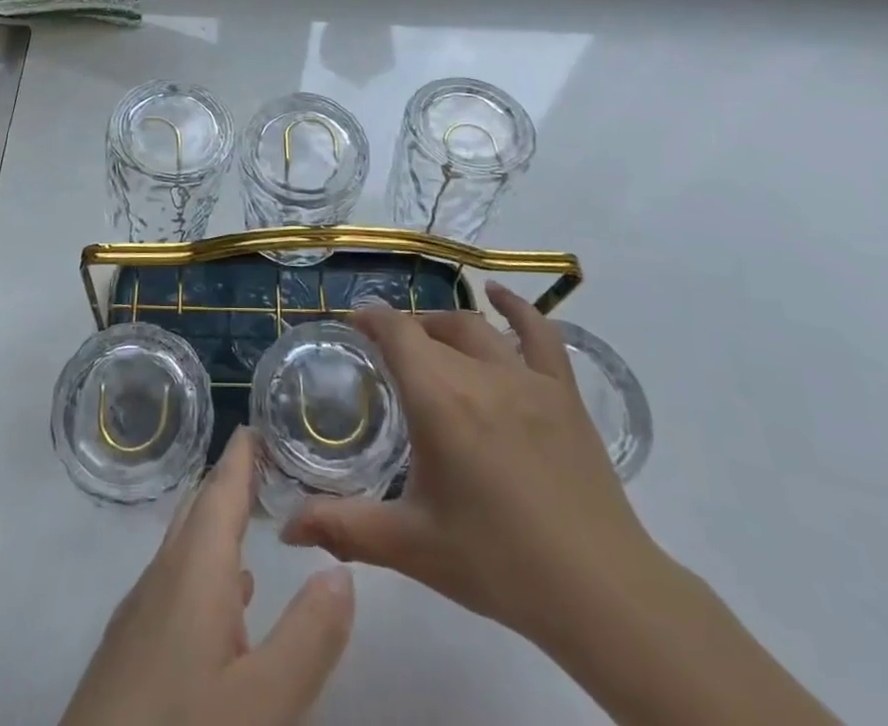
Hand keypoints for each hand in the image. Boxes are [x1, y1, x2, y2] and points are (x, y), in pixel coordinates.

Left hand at [59, 426, 355, 725]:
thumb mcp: (262, 703)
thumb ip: (307, 637)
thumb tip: (341, 571)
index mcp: (194, 570)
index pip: (220, 491)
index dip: (241, 456)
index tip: (258, 424)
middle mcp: (163, 577)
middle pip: (198, 511)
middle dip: (229, 482)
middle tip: (263, 462)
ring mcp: (140, 615)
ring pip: (184, 549)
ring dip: (216, 526)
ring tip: (249, 519)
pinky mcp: (130, 653)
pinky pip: (175, 585)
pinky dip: (205, 571)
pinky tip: (224, 605)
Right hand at [281, 283, 663, 654]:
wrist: (600, 592)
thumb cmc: (498, 563)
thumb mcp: (413, 547)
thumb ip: (344, 528)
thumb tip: (287, 524)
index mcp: (439, 399)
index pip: (397, 333)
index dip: (371, 320)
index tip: (352, 325)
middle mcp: (479, 373)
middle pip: (431, 330)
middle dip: (403, 334)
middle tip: (386, 357)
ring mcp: (526, 377)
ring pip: (475, 328)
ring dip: (444, 326)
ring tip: (428, 339)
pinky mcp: (562, 391)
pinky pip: (539, 332)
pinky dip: (516, 308)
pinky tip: (499, 296)